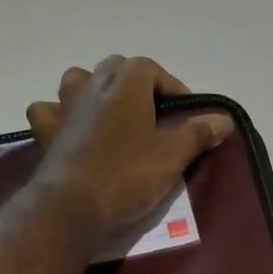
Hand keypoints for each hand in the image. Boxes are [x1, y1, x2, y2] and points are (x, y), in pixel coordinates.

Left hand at [26, 56, 233, 243]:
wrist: (75, 205)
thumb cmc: (129, 175)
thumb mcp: (172, 156)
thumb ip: (197, 133)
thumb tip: (224, 119)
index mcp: (126, 83)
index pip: (152, 69)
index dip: (172, 87)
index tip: (186, 112)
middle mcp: (92, 84)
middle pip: (117, 68)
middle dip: (138, 84)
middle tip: (155, 114)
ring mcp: (65, 106)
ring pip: (79, 80)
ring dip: (97, 89)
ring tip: (113, 113)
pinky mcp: (47, 132)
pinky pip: (49, 111)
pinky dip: (59, 114)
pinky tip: (69, 128)